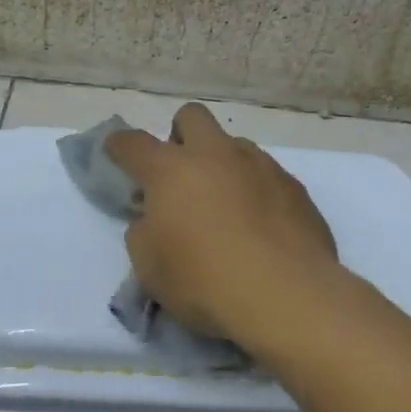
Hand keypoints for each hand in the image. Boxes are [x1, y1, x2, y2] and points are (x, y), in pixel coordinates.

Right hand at [105, 104, 339, 347]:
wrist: (285, 295)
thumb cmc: (204, 281)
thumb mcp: (150, 267)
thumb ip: (144, 232)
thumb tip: (154, 217)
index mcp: (172, 170)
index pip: (133, 144)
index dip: (120, 146)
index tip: (116, 152)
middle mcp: (216, 155)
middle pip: (192, 116)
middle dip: (180, 135)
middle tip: (180, 172)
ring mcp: (260, 166)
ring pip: (235, 145)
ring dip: (222, 164)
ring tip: (225, 206)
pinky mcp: (294, 187)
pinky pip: (267, 175)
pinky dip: (256, 191)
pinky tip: (261, 226)